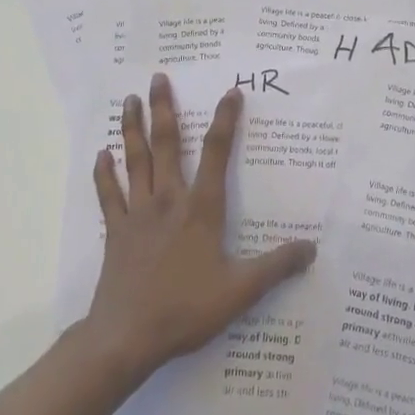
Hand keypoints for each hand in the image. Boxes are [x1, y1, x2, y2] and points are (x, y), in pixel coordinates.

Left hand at [80, 73, 315, 381]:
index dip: (226, 120)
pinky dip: (104, 173)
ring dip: (132, 128)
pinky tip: (102, 154)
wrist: (127, 337)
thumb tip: (312, 248)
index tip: (231, 91)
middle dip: (164, 108)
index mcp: (201, 209)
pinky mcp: (116, 231)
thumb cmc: (186, 309)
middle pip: (167, 144)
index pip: (217, 153)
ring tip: (129, 100)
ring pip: (135, 160)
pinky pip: (109, 195)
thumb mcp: (241, 291)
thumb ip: (276, 266)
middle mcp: (168, 200)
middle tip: (158, 77)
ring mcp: (138, 214)